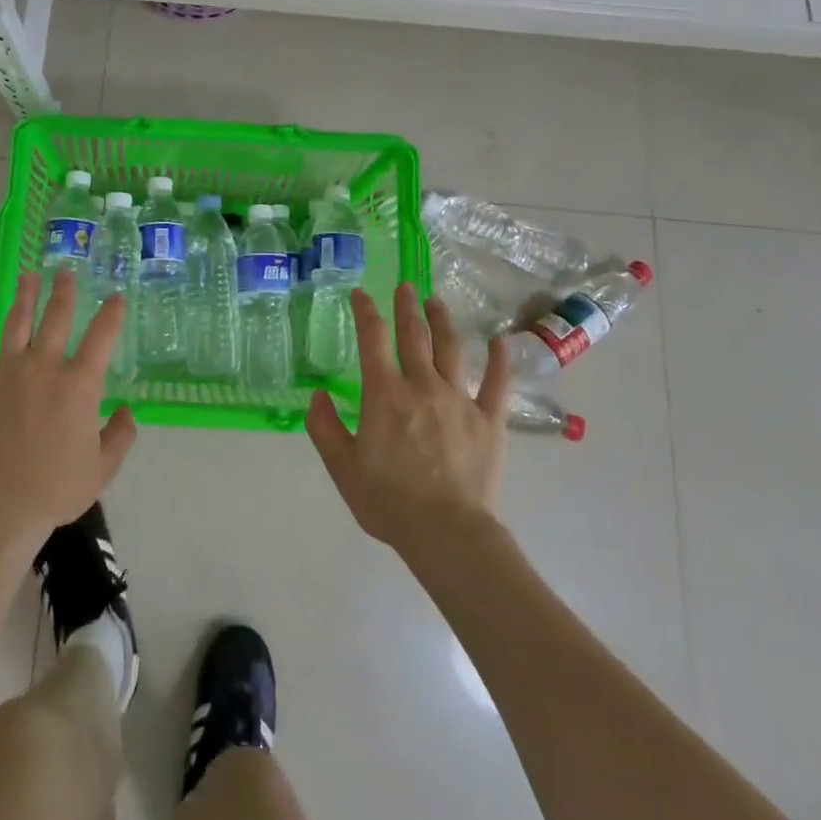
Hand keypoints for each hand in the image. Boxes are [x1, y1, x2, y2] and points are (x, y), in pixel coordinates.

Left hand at [0, 271, 137, 544]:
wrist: (0, 507)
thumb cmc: (56, 489)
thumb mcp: (102, 469)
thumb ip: (120, 436)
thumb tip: (127, 411)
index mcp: (79, 385)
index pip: (101, 337)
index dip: (112, 314)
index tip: (116, 298)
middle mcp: (44, 367)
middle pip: (56, 318)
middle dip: (64, 291)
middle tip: (65, 272)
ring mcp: (5, 372)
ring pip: (16, 323)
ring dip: (24, 296)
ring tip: (28, 276)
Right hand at [306, 284, 511, 555]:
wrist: (447, 533)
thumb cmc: (389, 502)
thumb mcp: (342, 468)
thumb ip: (325, 428)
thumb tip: (318, 395)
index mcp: (385, 394)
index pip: (372, 339)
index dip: (366, 311)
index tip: (361, 293)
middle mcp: (422, 386)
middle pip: (414, 335)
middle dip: (406, 307)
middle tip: (405, 286)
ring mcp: (460, 399)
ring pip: (451, 349)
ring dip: (442, 321)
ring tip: (436, 301)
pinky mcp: (490, 420)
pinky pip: (497, 383)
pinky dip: (499, 360)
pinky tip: (501, 341)